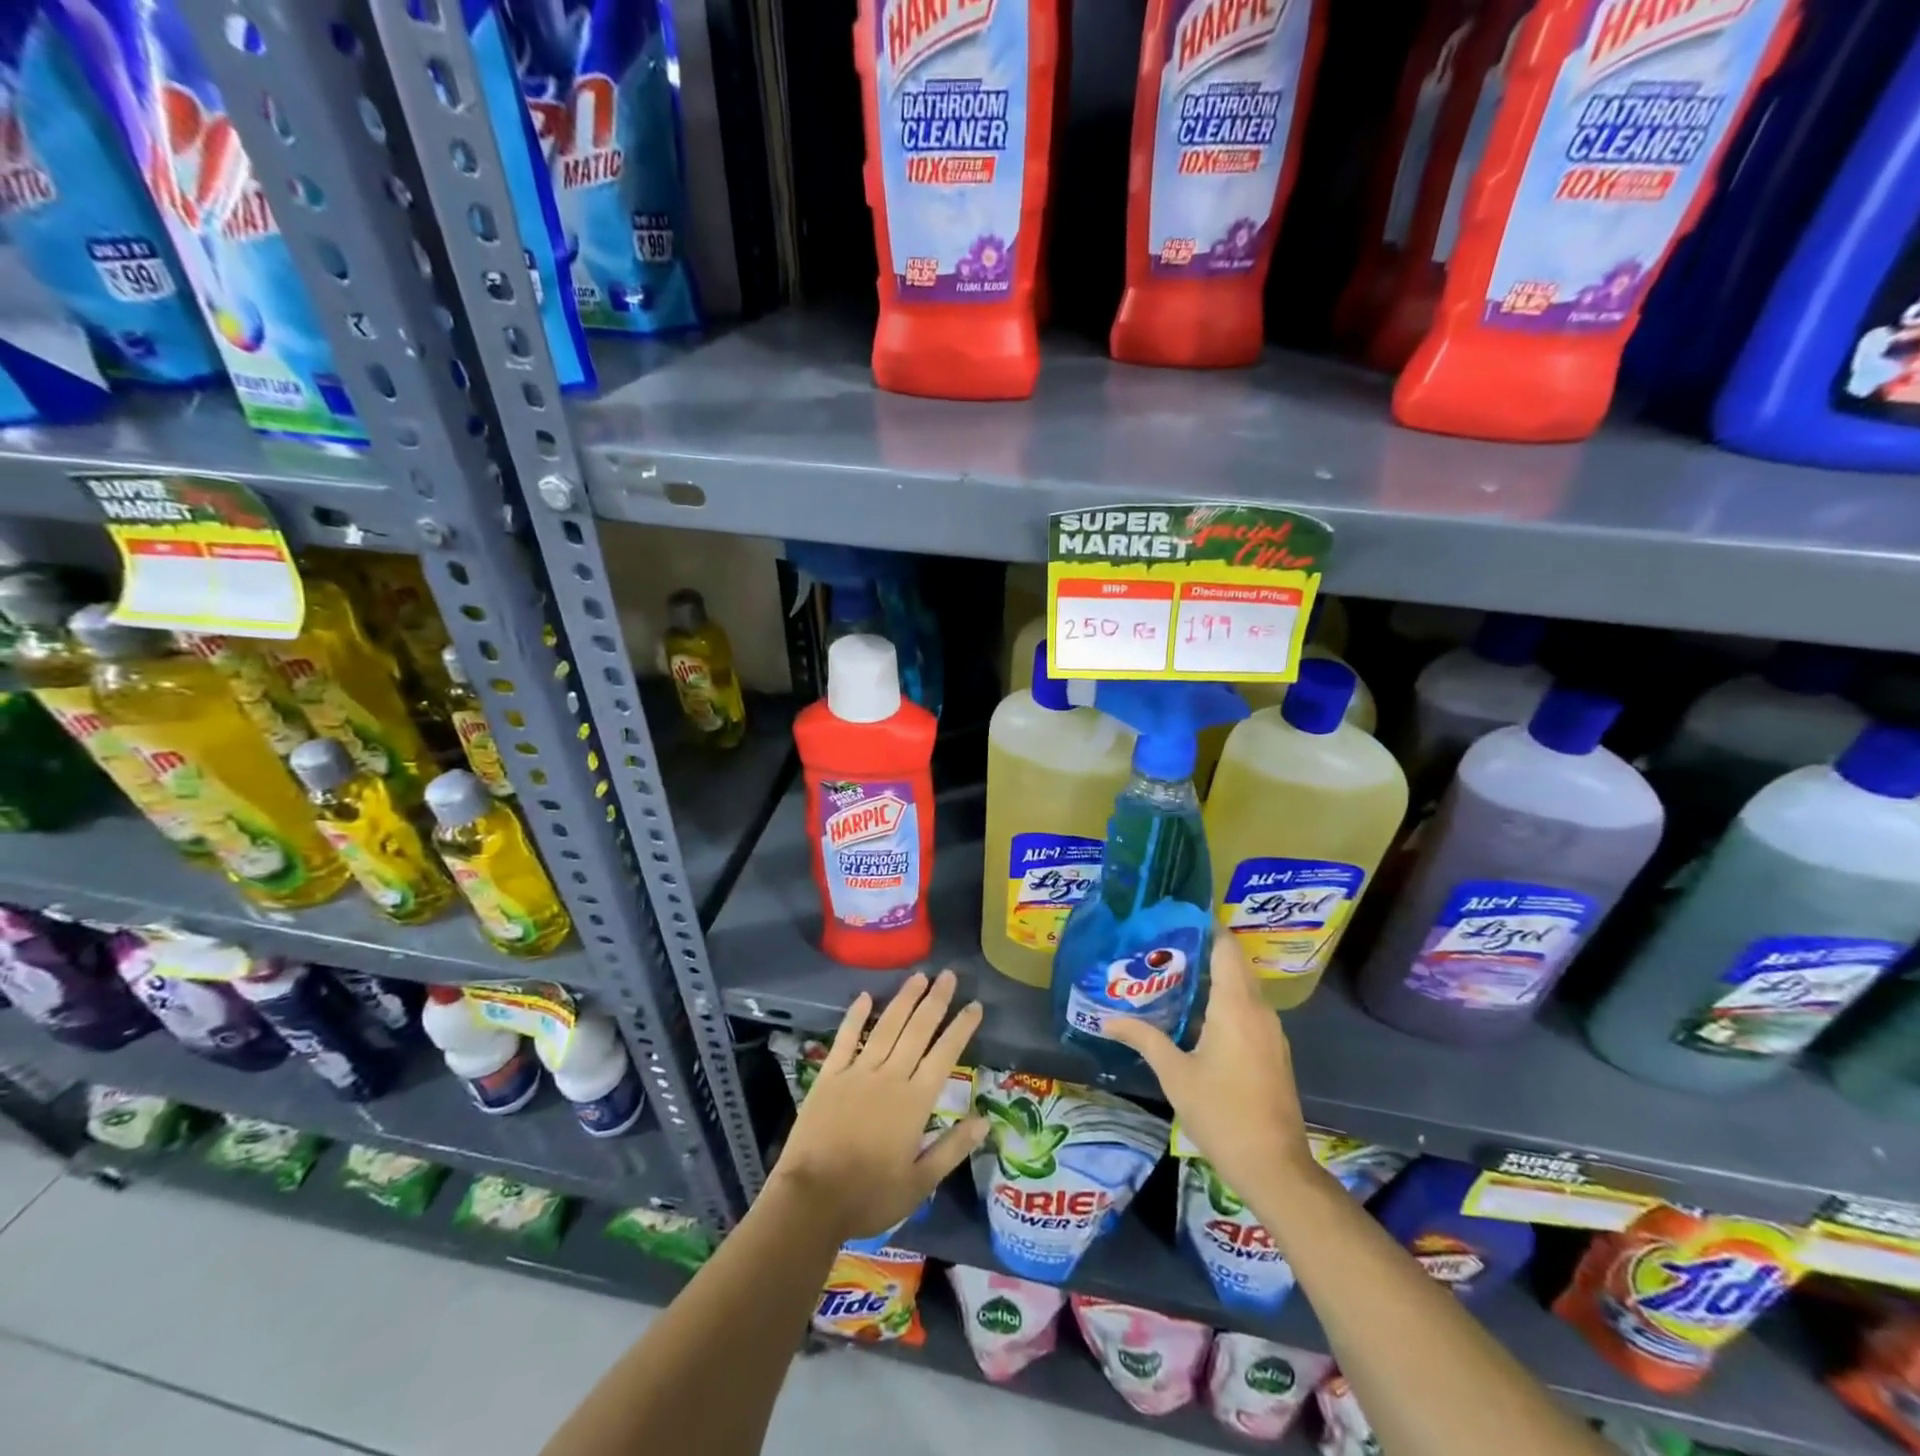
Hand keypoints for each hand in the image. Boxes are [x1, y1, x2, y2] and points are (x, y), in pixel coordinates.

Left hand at [770, 969, 987, 1242]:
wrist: (812, 1200)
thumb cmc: (869, 1196)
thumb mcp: (919, 1183)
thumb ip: (952, 1148)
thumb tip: (986, 1121)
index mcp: (915, 1101)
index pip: (945, 1055)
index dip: (961, 1028)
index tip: (975, 1004)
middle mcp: (890, 1077)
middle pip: (917, 1030)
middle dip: (936, 1000)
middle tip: (949, 975)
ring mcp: (858, 1072)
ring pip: (886, 1026)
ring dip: (904, 999)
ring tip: (919, 976)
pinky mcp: (829, 1075)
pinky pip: (846, 1039)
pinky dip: (855, 1016)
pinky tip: (865, 996)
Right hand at [1104, 936, 1316, 1201]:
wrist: (1274, 1167)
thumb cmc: (1222, 1113)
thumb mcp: (1175, 1074)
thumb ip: (1144, 1039)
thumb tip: (1108, 1019)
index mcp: (1236, 1006)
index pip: (1225, 949)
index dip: (1205, 927)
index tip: (1176, 916)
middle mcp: (1259, 1011)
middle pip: (1234, 965)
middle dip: (1203, 950)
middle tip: (1163, 944)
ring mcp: (1271, 1032)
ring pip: (1242, 988)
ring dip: (1214, 977)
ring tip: (1173, 973)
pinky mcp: (1273, 1051)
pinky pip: (1248, 1010)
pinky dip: (1224, 1000)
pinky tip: (1196, 1014)